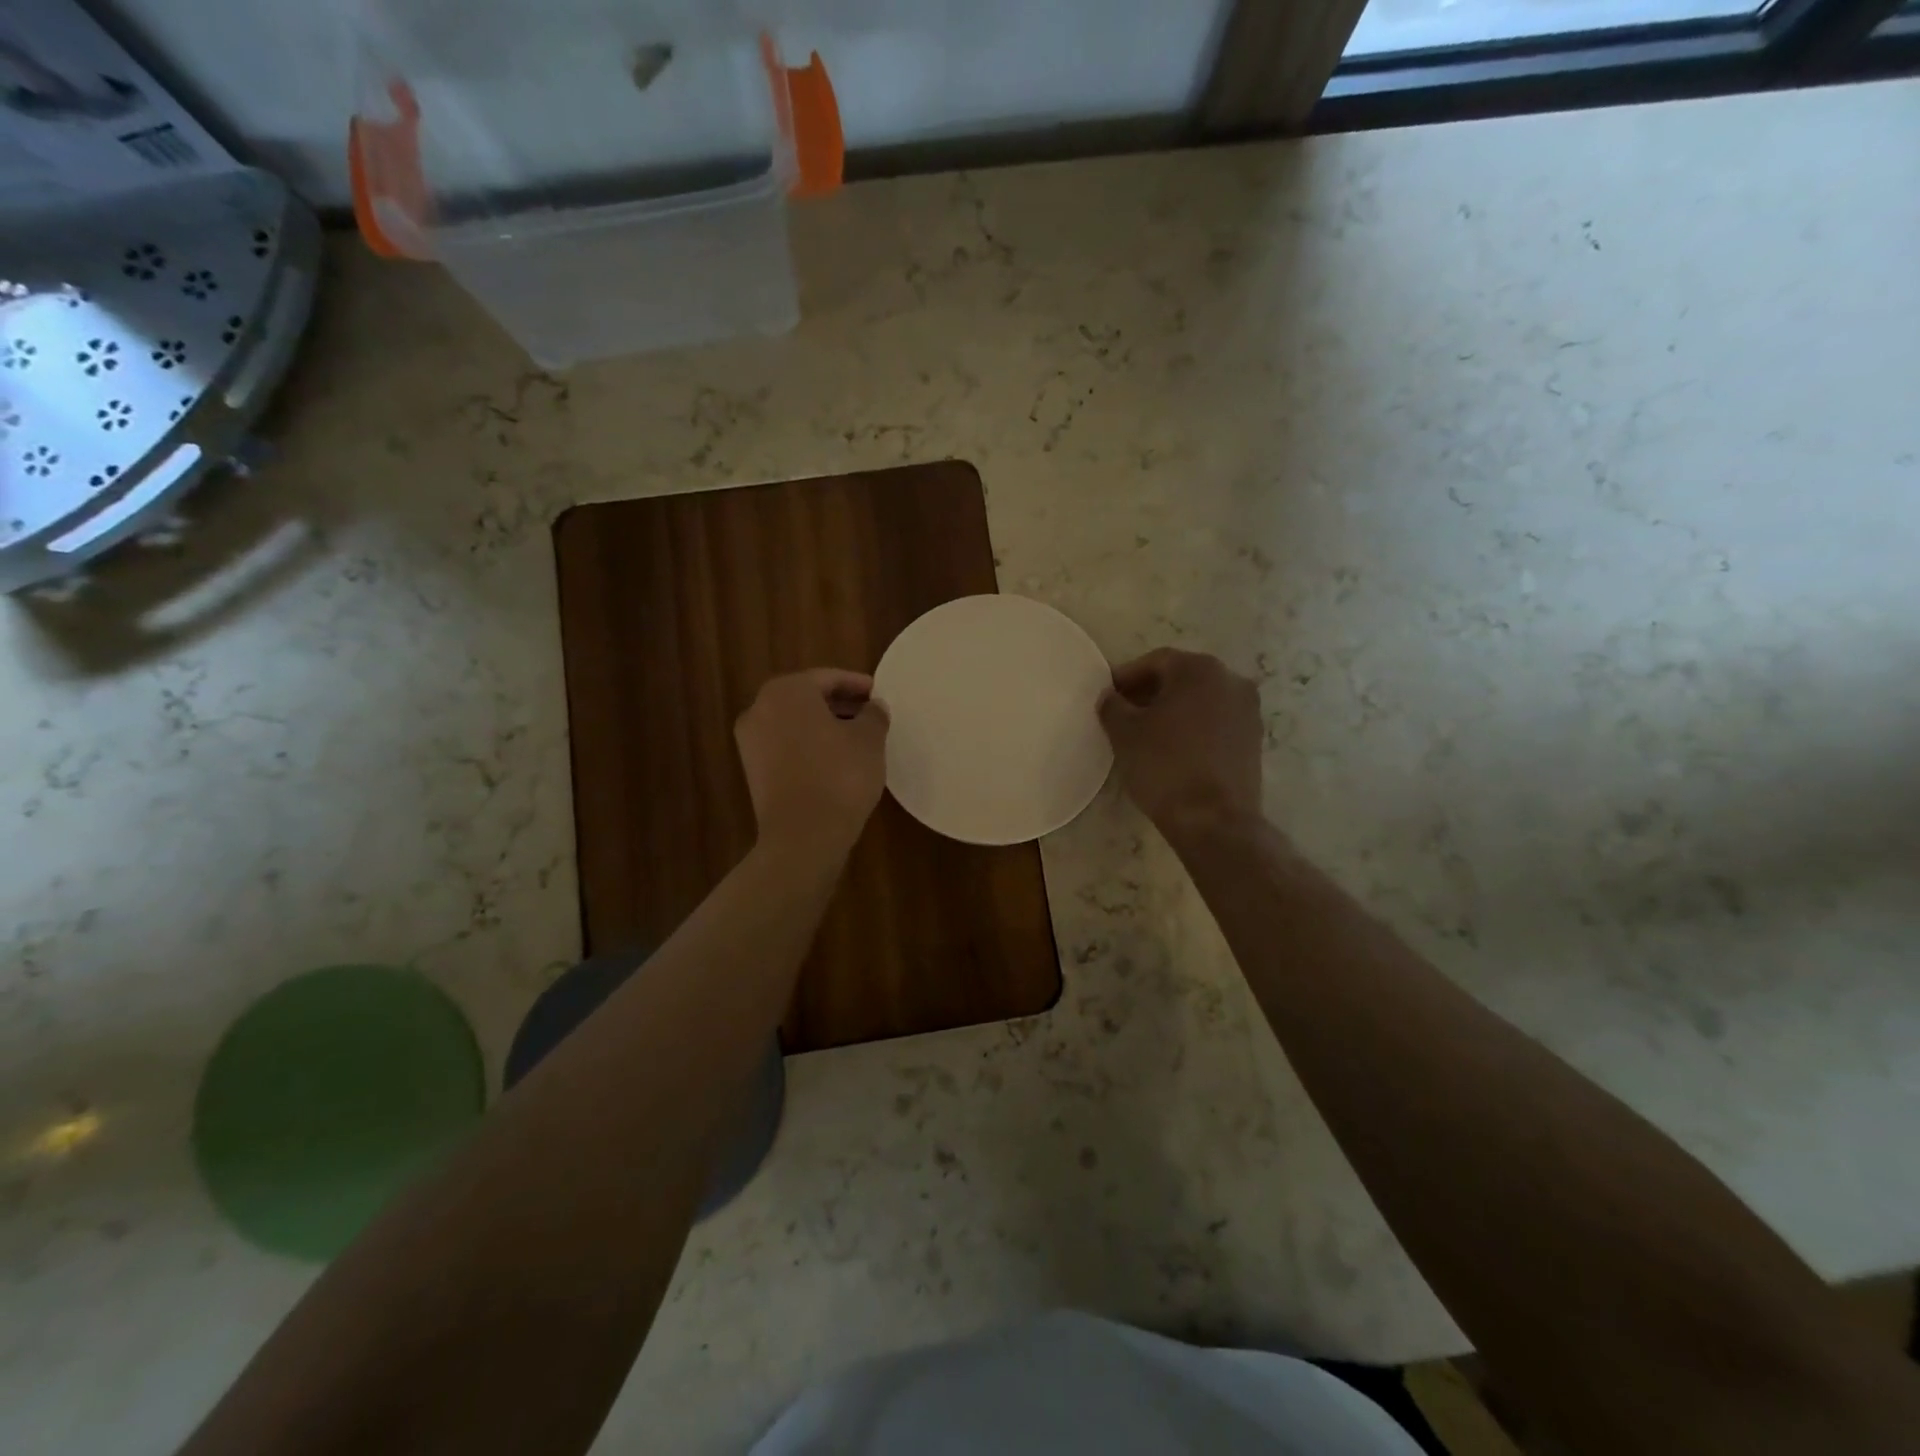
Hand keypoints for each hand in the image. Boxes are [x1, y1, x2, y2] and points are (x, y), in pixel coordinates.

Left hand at [735, 669, 889, 858]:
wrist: (803, 836)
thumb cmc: (840, 775)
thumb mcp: (869, 740)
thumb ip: (874, 715)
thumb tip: (874, 707)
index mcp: (787, 691)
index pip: (828, 678)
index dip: (857, 685)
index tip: (879, 695)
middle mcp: (760, 709)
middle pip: (807, 699)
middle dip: (839, 705)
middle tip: (870, 715)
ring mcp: (751, 742)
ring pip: (795, 724)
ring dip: (824, 726)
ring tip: (857, 740)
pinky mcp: (753, 771)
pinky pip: (787, 747)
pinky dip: (810, 747)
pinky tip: (836, 762)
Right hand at [1099, 649, 1262, 833]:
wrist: (1213, 820)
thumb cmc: (1164, 766)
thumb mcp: (1124, 733)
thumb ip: (1112, 705)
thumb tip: (1111, 697)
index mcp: (1200, 669)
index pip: (1155, 661)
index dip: (1127, 676)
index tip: (1108, 696)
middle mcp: (1231, 680)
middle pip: (1181, 677)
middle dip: (1151, 692)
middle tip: (1124, 713)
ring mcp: (1248, 710)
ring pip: (1201, 700)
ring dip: (1173, 710)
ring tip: (1147, 734)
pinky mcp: (1254, 740)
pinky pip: (1216, 722)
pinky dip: (1193, 727)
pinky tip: (1174, 750)